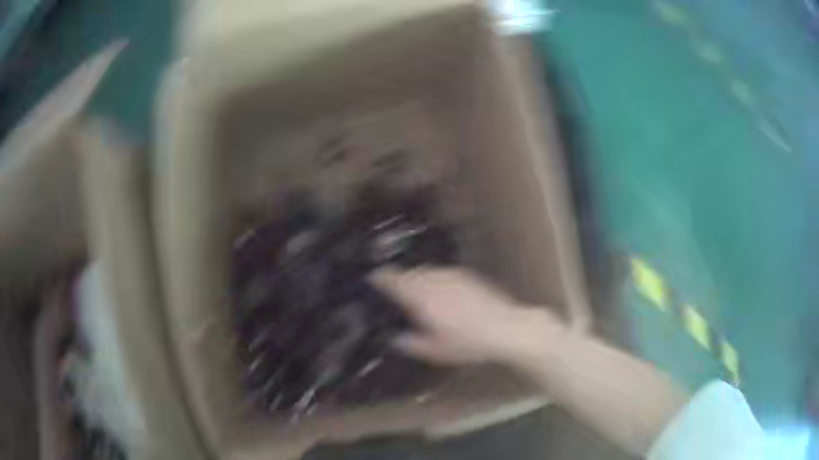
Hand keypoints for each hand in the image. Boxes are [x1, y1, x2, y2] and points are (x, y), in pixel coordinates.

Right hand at [370, 267, 563, 365]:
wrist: (506, 327)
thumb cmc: (468, 342)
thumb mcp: (435, 351)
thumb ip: (410, 343)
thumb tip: (395, 338)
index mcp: (421, 297)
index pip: (393, 279)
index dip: (380, 278)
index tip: (371, 279)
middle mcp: (433, 280)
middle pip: (408, 272)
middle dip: (398, 279)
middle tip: (393, 291)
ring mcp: (451, 275)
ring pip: (425, 271)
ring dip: (416, 278)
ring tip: (416, 293)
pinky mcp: (467, 275)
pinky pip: (442, 273)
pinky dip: (434, 279)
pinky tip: (441, 293)